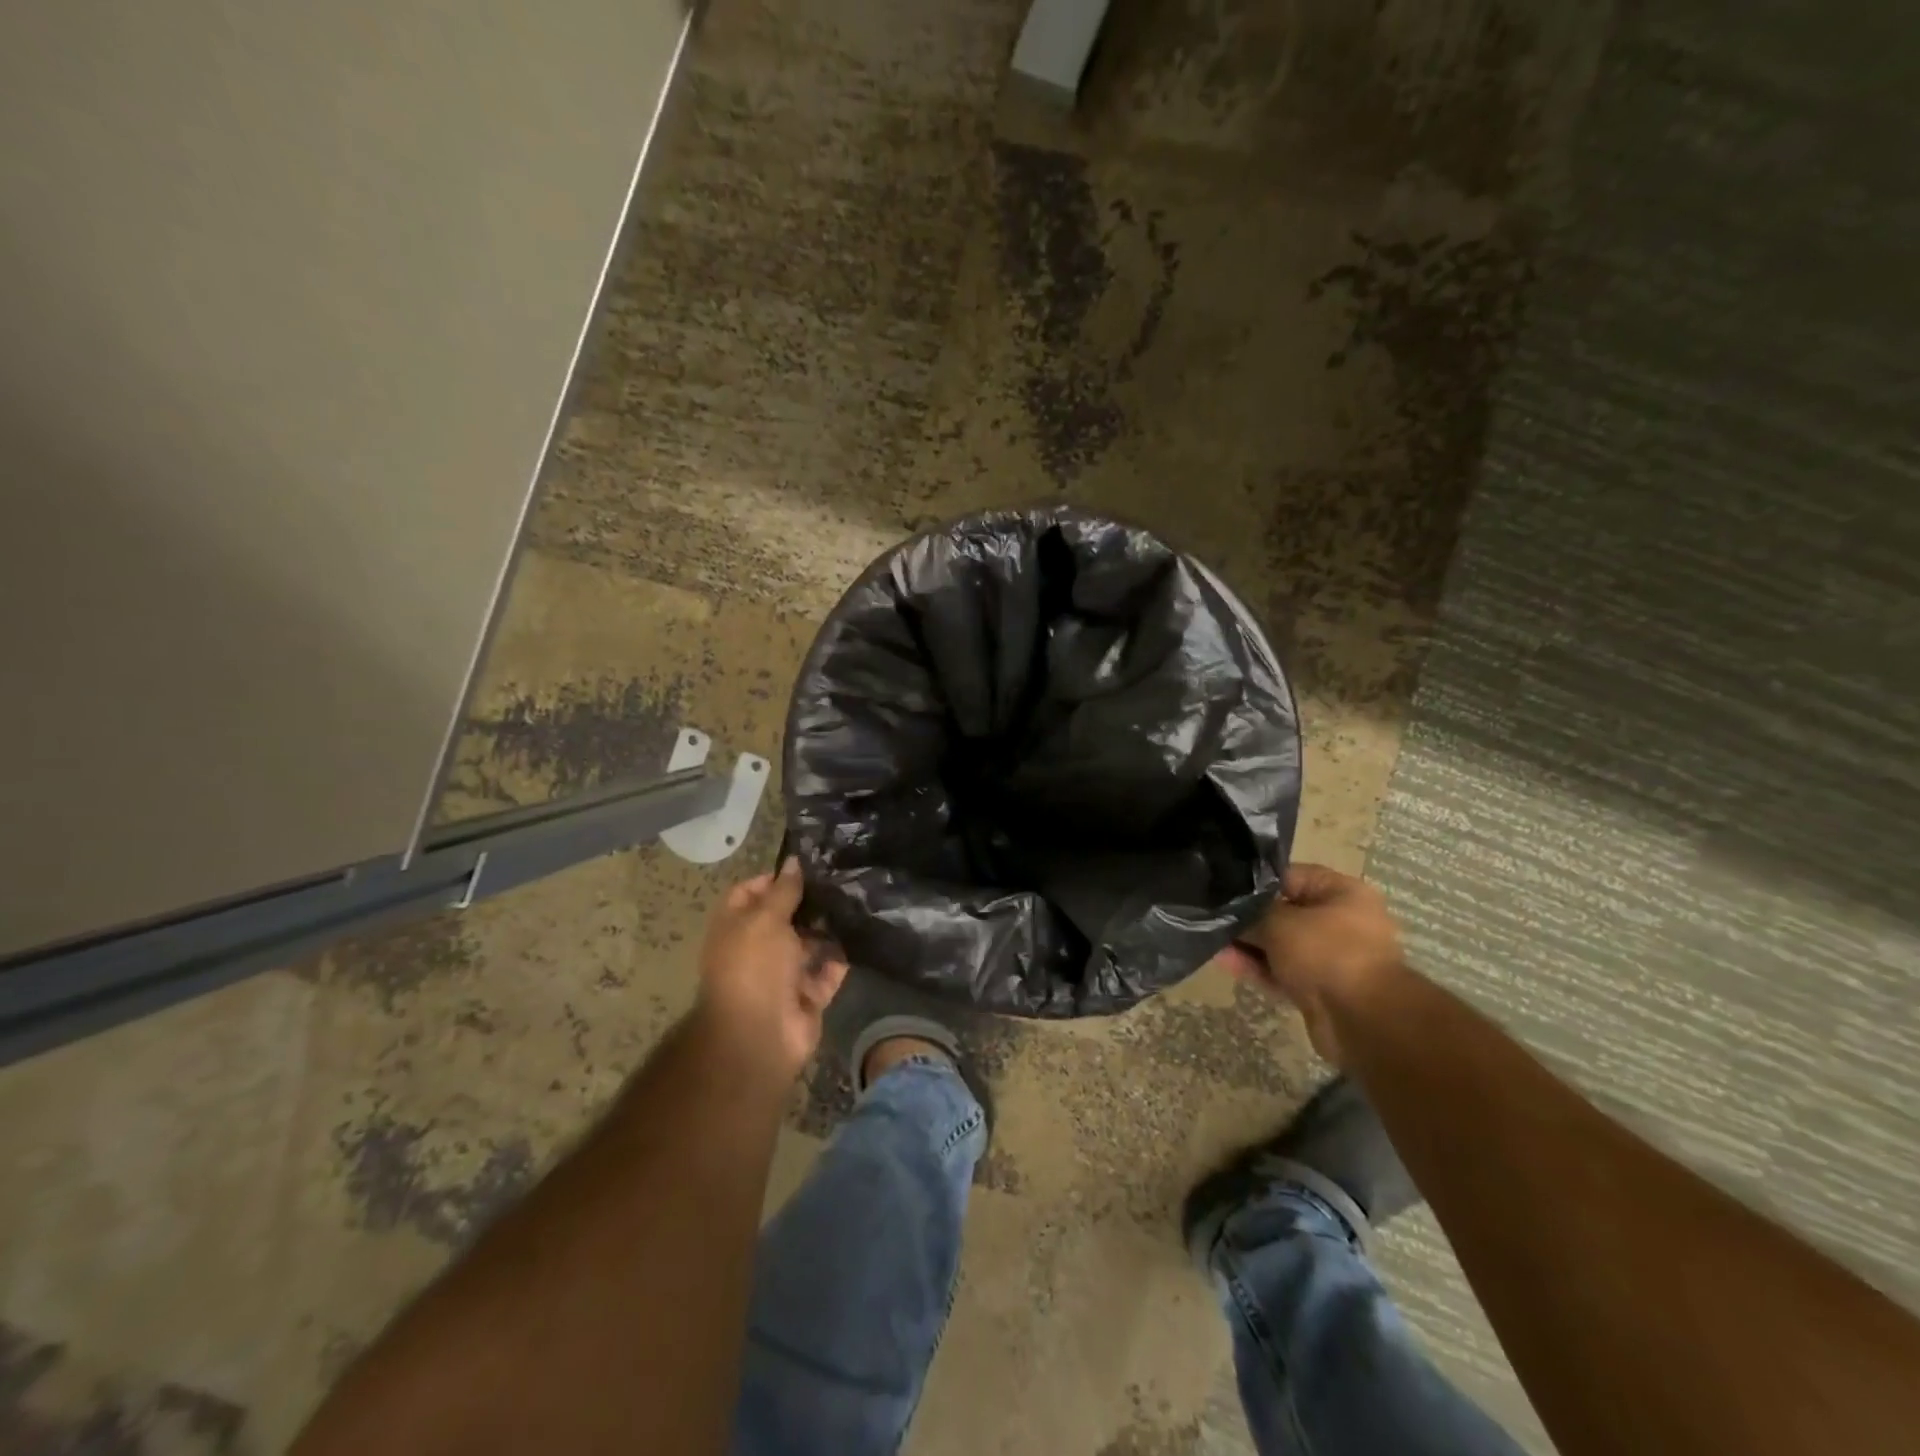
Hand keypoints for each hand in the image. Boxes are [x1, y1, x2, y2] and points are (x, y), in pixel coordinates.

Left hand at [694, 858, 848, 1082]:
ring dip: (828, 930)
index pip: (748, 894)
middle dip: (808, 903)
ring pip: (808, 945)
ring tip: (856, 904)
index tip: (804, 869)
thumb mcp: (766, 919)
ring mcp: (782, 975)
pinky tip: (860, 936)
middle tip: (841, 881)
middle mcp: (756, 949)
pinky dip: (839, 960)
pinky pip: (826, 973)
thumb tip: (793, 861)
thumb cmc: (754, 967)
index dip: (772, 879)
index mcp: (735, 929)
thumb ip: (783, 890)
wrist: (759, 1036)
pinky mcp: (806, 996)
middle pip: (783, 919)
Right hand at [1220, 862, 1408, 1064]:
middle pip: (1284, 913)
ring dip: (1249, 945)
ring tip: (1212, 941)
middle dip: (1249, 919)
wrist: (1362, 1021)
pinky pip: (1284, 971)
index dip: (1254, 882)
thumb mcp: (1279, 923)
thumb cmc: (1326, 953)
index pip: (1289, 877)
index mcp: (1342, 893)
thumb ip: (1250, 914)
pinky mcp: (1322, 989)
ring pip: (1281, 945)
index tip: (1223, 888)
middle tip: (1213, 917)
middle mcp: (1342, 921)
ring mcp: (1332, 958)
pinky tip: (1226, 962)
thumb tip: (1227, 911)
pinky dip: (1258, 968)